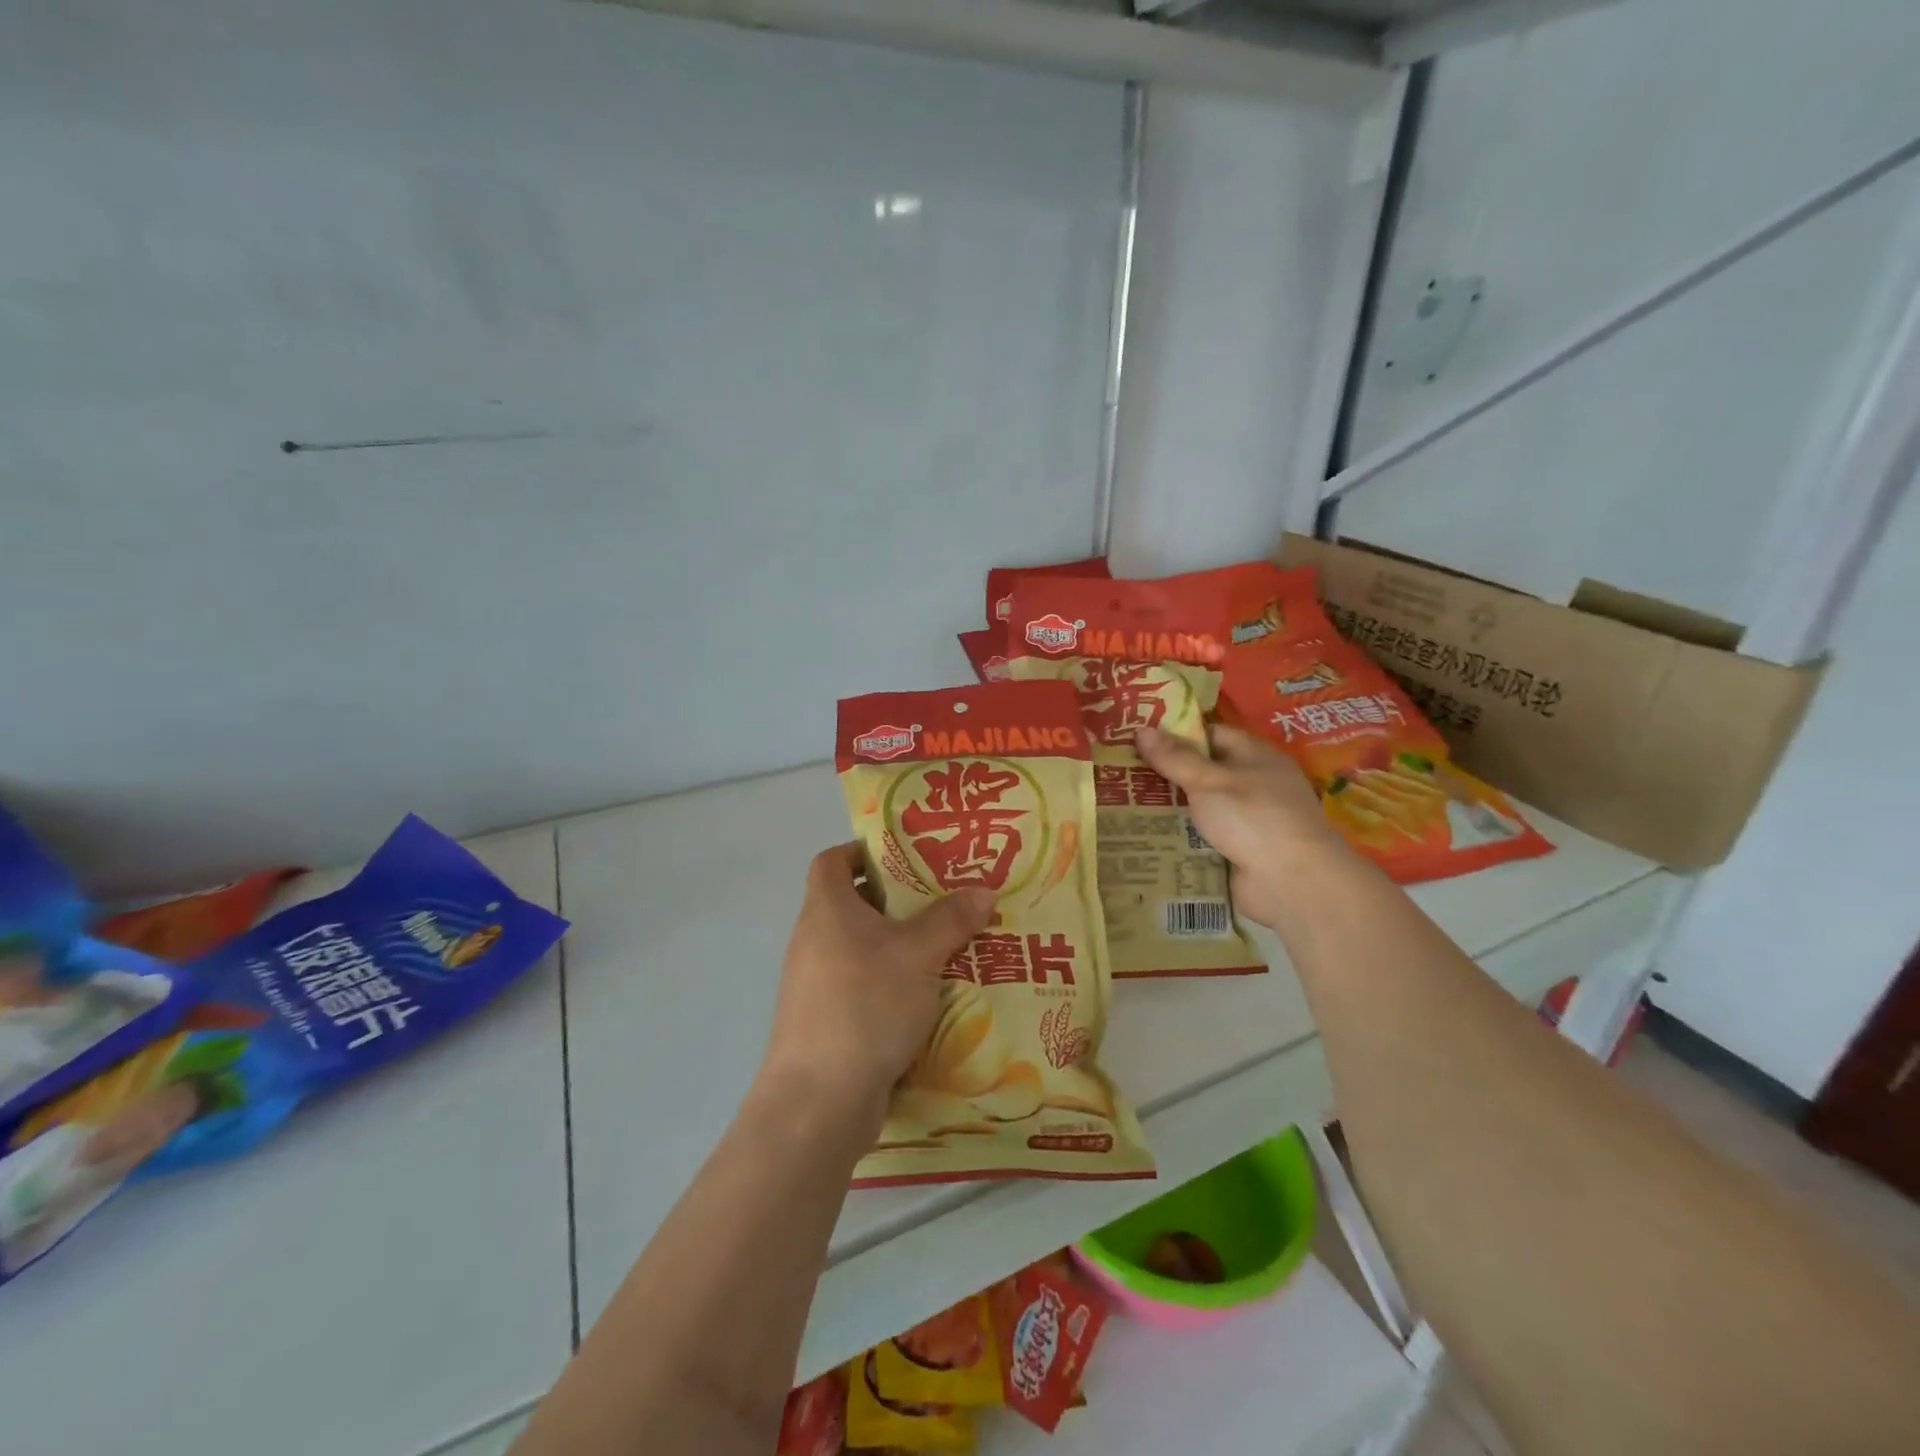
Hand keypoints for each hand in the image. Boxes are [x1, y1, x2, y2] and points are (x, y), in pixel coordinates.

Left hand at [761, 843, 994, 1129]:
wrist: (819, 1100)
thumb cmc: (865, 1005)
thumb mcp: (918, 955)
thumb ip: (951, 919)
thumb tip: (984, 889)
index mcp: (827, 909)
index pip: (833, 860)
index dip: (864, 850)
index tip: (907, 856)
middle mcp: (814, 939)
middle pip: (855, 903)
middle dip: (900, 900)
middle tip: (946, 899)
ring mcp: (817, 983)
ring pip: (863, 948)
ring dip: (901, 945)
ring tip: (950, 945)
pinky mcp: (827, 1020)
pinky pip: (864, 985)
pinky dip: (893, 983)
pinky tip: (932, 996)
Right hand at [1135, 723, 1348, 928]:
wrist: (1292, 883)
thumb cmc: (1254, 818)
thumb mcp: (1209, 781)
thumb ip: (1174, 758)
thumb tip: (1141, 730)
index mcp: (1256, 757)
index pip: (1212, 735)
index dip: (1176, 734)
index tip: (1138, 739)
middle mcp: (1254, 785)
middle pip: (1203, 772)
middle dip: (1166, 774)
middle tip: (1122, 773)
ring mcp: (1248, 821)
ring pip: (1200, 808)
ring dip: (1170, 808)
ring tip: (1123, 803)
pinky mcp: (1239, 852)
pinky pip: (1202, 838)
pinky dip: (1179, 838)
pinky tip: (1145, 836)